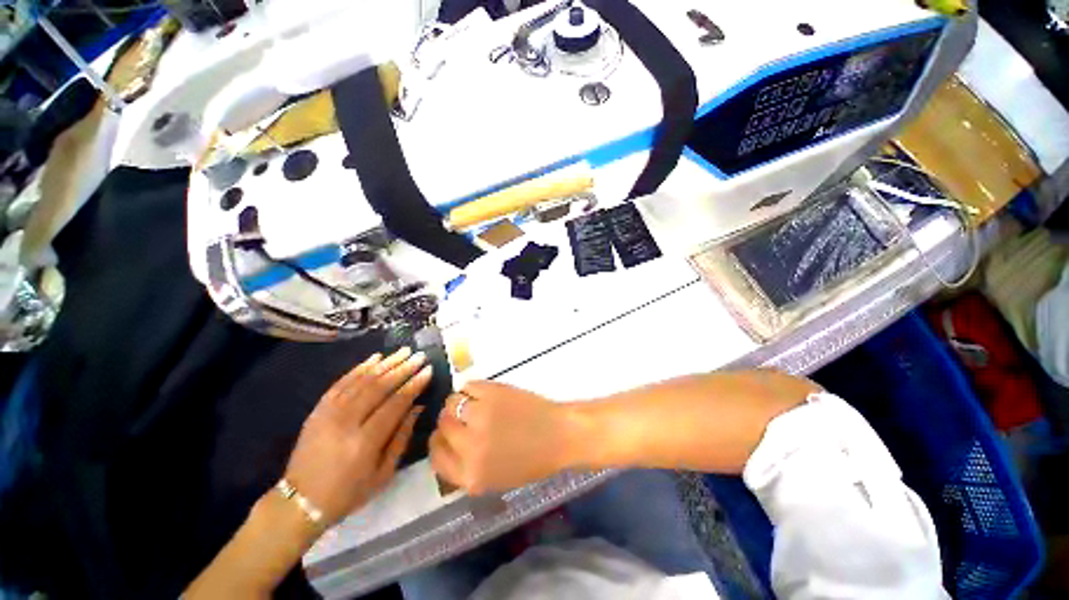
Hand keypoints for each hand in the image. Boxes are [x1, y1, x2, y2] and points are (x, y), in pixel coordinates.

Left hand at [284, 348, 431, 524]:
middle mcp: (346, 422)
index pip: (396, 403)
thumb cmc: (348, 492)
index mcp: (365, 441)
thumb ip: (402, 437)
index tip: (428, 370)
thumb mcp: (383, 473)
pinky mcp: (318, 410)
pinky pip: (341, 382)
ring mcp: (328, 413)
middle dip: (403, 368)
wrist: (299, 502)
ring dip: (385, 363)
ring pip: (361, 380)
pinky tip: (375, 358)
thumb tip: (418, 407)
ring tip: (404, 351)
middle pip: (379, 387)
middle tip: (420, 355)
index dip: (414, 384)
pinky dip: (359, 368)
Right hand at [430, 381, 573, 494]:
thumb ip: (465, 466)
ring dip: (460, 402)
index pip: (435, 456)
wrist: (559, 435)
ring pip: (451, 402)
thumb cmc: (532, 460)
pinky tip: (484, 393)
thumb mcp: (494, 478)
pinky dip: (472, 388)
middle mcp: (469, 446)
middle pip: (442, 425)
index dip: (438, 442)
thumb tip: (446, 444)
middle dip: (450, 420)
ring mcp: (480, 416)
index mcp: (470, 475)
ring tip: (476, 403)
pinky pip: (468, 386)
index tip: (446, 435)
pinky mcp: (491, 392)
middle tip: (465, 416)